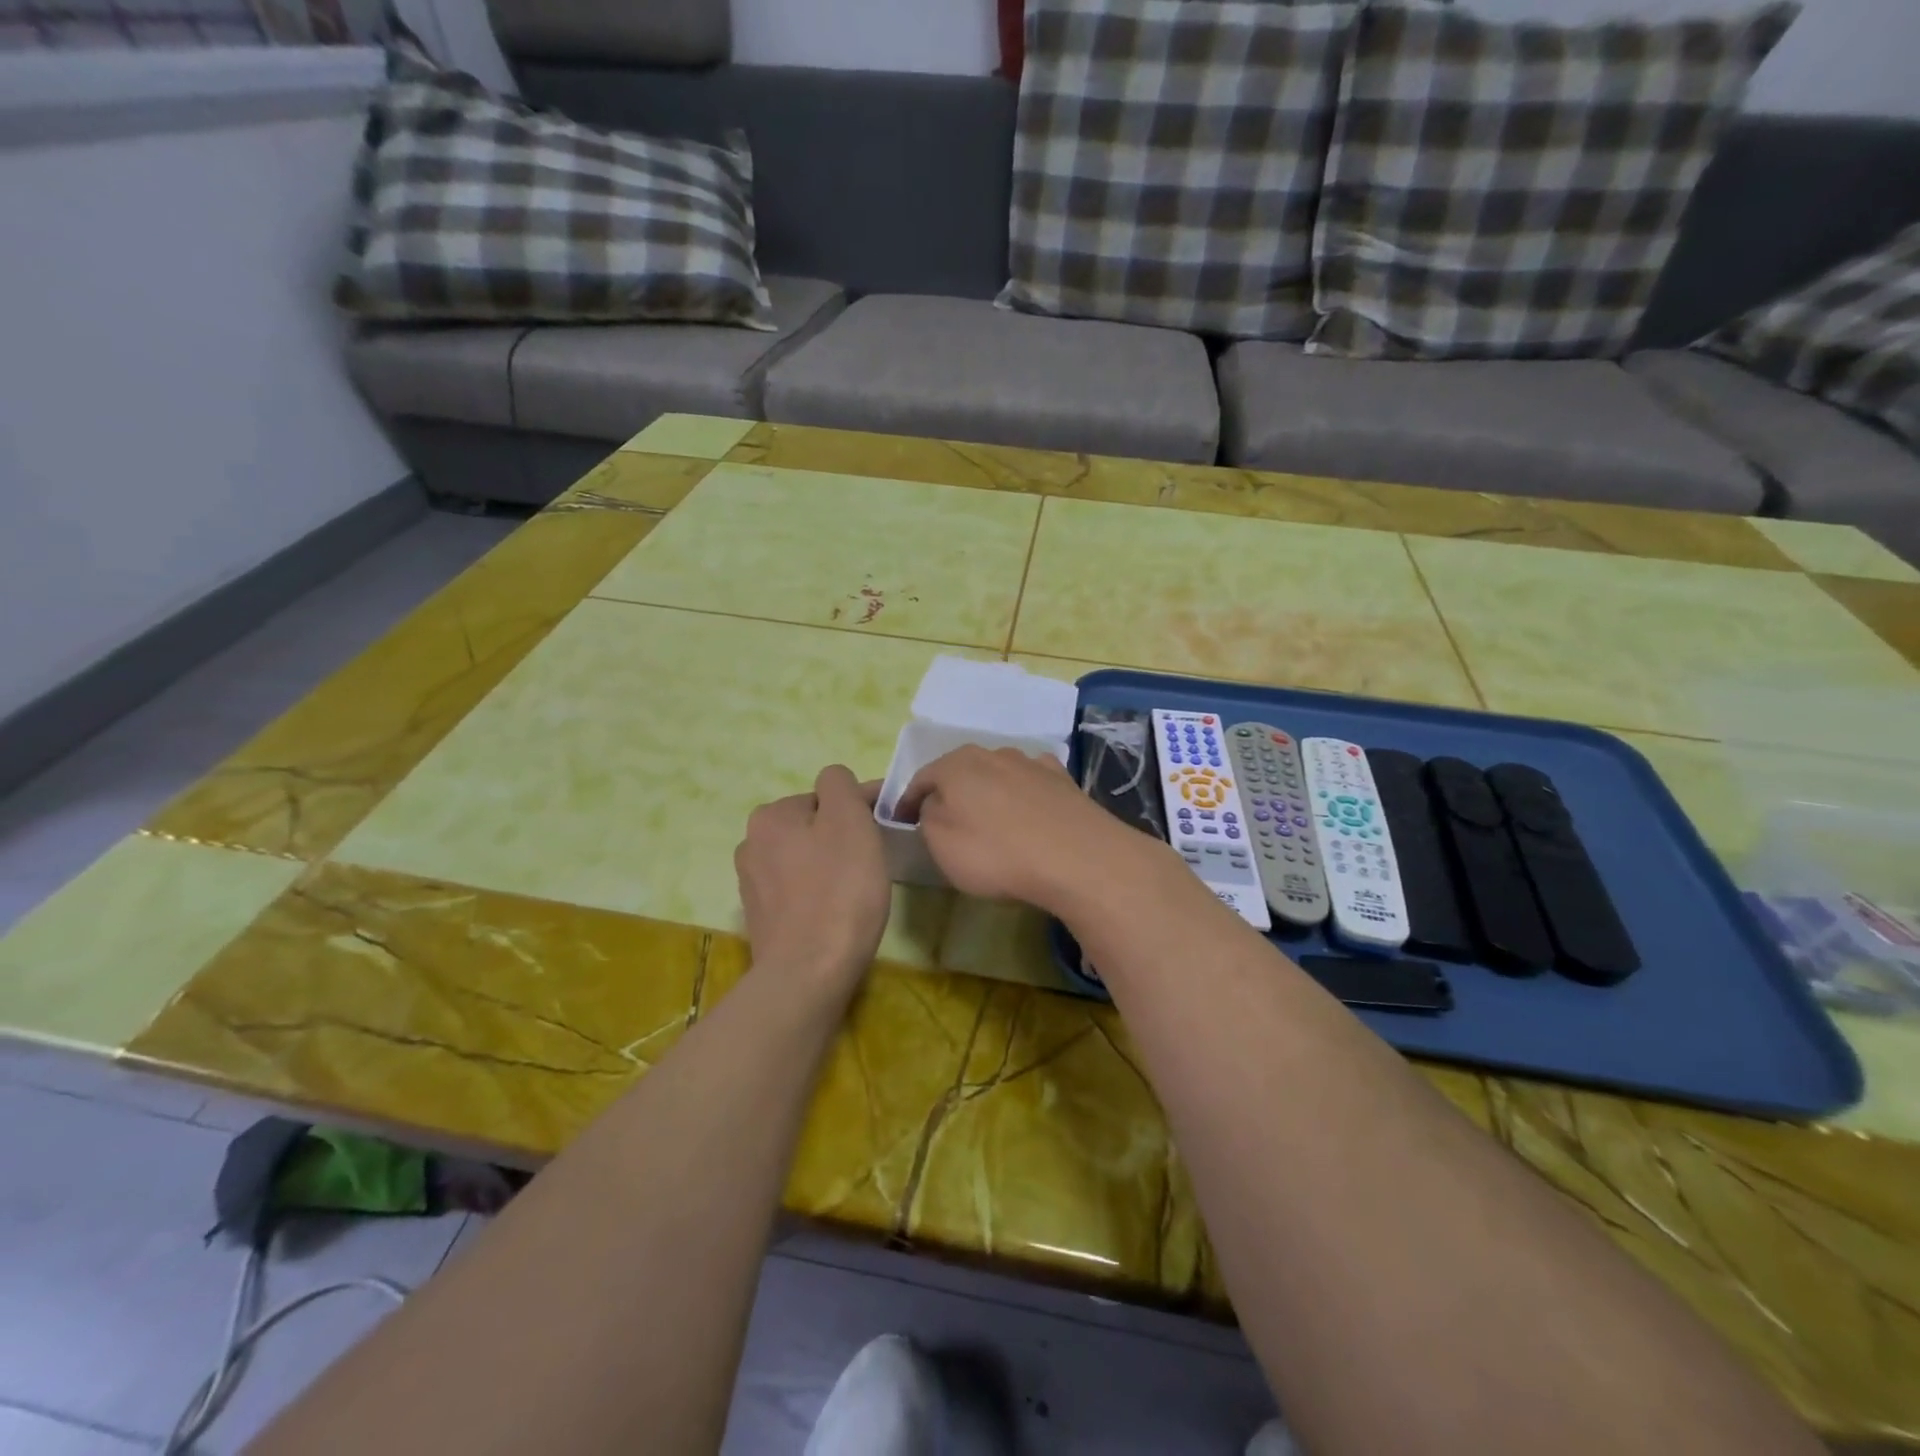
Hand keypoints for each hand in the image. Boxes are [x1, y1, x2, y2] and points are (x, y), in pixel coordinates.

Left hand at [735, 766, 891, 993]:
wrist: (809, 974)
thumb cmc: (839, 891)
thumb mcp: (849, 821)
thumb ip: (840, 785)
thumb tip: (836, 782)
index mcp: (771, 815)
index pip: (827, 795)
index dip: (860, 807)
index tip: (886, 829)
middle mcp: (752, 843)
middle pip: (813, 825)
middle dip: (841, 836)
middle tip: (871, 862)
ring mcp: (752, 884)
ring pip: (805, 857)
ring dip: (828, 864)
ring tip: (854, 891)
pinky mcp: (761, 917)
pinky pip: (797, 889)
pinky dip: (816, 892)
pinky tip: (833, 913)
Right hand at [895, 746, 1170, 913]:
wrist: (1076, 857)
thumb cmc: (996, 853)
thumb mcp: (941, 843)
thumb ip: (928, 816)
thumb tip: (933, 804)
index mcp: (955, 765)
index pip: (920, 780)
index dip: (907, 803)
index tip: (900, 823)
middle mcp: (991, 753)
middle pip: (959, 772)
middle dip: (948, 793)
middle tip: (943, 821)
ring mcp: (1030, 762)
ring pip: (996, 774)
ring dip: (987, 793)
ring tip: (988, 820)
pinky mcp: (1062, 779)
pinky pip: (1030, 783)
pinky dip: (1021, 795)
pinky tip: (1027, 812)